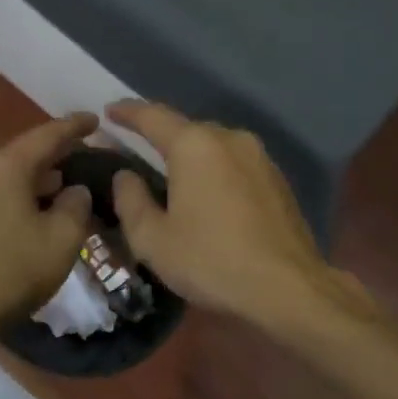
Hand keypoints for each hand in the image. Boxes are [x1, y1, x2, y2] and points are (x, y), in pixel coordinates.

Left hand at [0, 113, 97, 338]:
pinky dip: (22, 197)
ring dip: (40, 179)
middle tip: (86, 154)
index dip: (75, 126)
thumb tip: (75, 191)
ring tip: (67, 185)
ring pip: (11, 177)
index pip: (47, 135)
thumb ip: (77, 204)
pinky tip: (38, 213)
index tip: (96, 119)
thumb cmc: (16, 270)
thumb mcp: (64, 237)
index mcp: (6, 167)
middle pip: (26, 153)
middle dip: (57, 153)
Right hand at [106, 100, 335, 324]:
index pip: (153, 116)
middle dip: (160, 136)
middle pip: (186, 129)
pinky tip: (209, 196)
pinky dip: (216, 170)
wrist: (288, 287)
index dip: (128, 112)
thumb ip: (131, 200)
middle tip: (137, 150)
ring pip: (214, 146)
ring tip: (173, 176)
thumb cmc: (211, 261)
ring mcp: (259, 156)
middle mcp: (229, 138)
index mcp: (194, 145)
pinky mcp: (277, 178)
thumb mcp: (153, 239)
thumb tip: (125, 175)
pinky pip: (235, 163)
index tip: (109, 111)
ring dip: (191, 155)